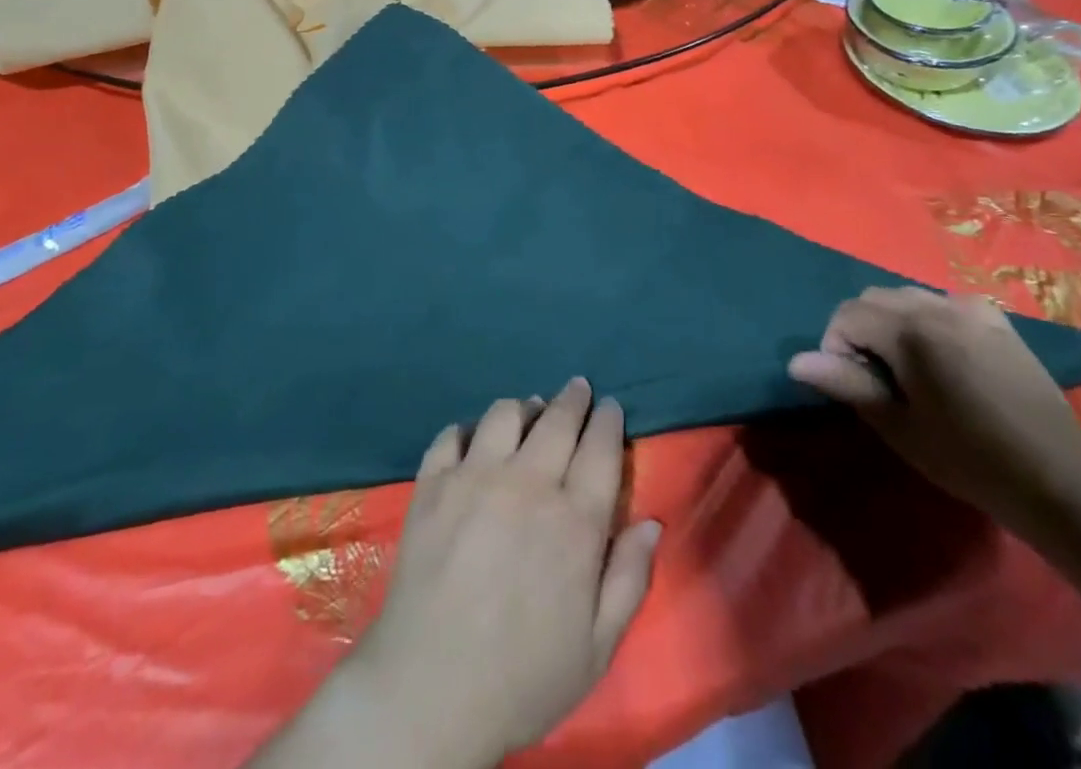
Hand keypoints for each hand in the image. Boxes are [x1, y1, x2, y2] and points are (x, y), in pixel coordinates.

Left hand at [343, 379, 659, 768]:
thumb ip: (629, 579)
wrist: (430, 691)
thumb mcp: (596, 648)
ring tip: (529, 411)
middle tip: (578, 388)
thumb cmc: (523, 677)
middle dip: (574, 398)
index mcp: (575, 521)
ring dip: (524, 408)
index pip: (601, 448)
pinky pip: (453, 434)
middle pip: (558, 419)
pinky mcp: (433, 483)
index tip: (610, 406)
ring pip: (506, 414)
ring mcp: (475, 476)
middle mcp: (528, 483)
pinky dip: (469, 429)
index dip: (608, 421)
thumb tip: (651, 522)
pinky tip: (474, 439)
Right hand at [787, 287, 1080, 543]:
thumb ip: (847, 384)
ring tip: (909, 372)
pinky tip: (944, 360)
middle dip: (861, 331)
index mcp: (911, 331)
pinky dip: (927, 321)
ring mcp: (971, 309)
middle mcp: (938, 306)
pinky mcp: (996, 320)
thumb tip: (796, 361)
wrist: (1062, 482)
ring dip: (892, 324)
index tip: (855, 387)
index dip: (836, 348)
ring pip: (906, 297)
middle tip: (878, 381)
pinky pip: (942, 304)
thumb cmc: (971, 460)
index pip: (846, 315)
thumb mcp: (900, 427)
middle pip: (874, 299)